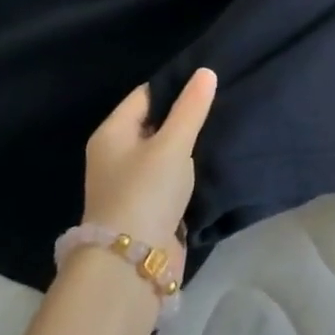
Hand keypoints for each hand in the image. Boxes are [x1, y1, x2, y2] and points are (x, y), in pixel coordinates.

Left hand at [81, 69, 217, 247]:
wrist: (132, 263)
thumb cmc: (146, 192)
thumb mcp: (172, 144)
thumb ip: (191, 108)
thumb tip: (206, 71)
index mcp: (112, 134)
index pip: (145, 95)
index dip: (175, 85)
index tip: (209, 80)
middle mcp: (115, 155)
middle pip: (154, 123)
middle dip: (184, 115)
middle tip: (222, 101)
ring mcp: (130, 183)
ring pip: (164, 152)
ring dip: (188, 145)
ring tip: (222, 127)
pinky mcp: (148, 206)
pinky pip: (170, 177)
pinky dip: (188, 170)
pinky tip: (213, 162)